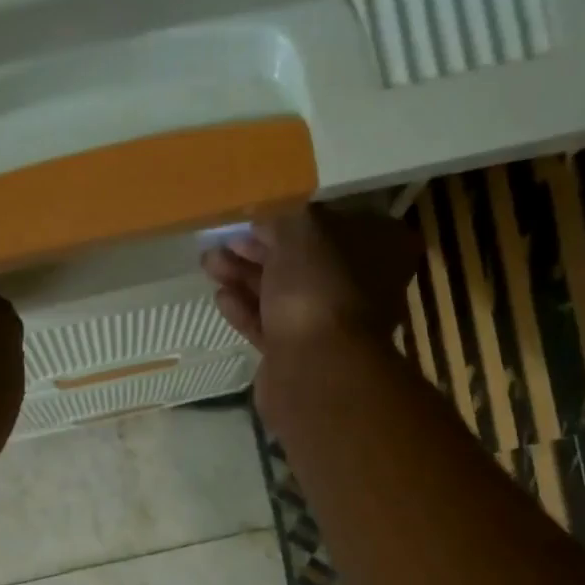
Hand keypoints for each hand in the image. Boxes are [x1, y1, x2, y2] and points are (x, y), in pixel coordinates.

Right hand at [202, 209, 415, 421]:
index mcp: (375, 249)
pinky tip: (221, 298)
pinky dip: (245, 310)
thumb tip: (266, 224)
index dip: (292, 217)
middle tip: (223, 241)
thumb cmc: (317, 288)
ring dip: (244, 277)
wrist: (313, 368)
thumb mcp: (301, 231)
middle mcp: (356, 287)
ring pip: (280, 293)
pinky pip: (268, 325)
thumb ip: (283, 220)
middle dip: (259, 250)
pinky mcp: (296, 354)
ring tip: (209, 264)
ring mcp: (326, 324)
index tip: (257, 217)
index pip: (332, 223)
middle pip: (301, 261)